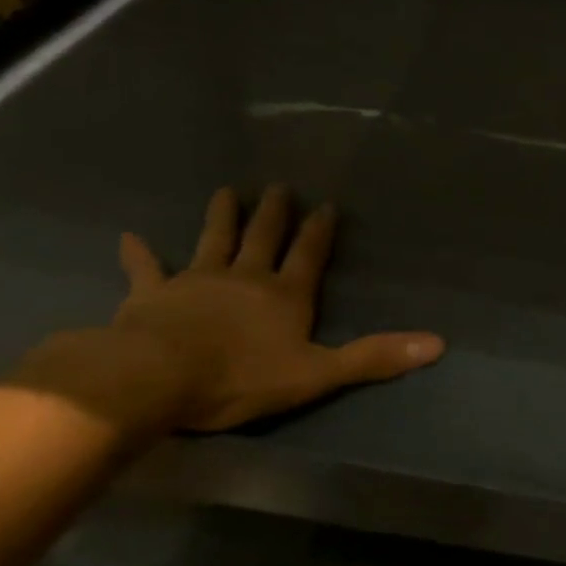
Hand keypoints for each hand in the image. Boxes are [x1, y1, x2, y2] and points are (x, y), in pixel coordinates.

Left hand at [14, 186, 444, 438]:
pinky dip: (139, 254)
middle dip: (274, 213)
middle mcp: (245, 277)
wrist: (155, 379)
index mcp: (284, 295)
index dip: (319, 231)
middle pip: (263, 238)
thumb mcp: (317, 373)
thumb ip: (374, 357)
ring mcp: (196, 282)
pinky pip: (145, 270)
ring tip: (226, 191)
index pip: (309, 255)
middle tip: (278, 186)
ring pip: (213, 240)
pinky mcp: (151, 296)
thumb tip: (437, 344)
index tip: (326, 205)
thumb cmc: (240, 378)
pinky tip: (128, 236)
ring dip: (221, 217)